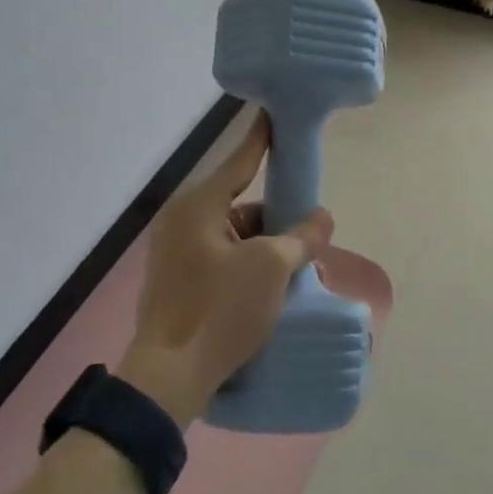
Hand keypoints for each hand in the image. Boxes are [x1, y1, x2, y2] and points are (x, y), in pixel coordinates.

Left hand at [115, 111, 333, 425]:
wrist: (169, 379)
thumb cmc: (220, 310)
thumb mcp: (271, 268)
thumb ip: (300, 237)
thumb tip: (323, 218)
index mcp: (198, 207)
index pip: (240, 160)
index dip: (263, 138)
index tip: (276, 114)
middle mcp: (182, 223)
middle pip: (240, 205)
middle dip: (276, 220)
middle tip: (310, 236)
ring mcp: (176, 255)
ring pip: (233, 237)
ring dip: (265, 249)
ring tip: (297, 271)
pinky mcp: (178, 284)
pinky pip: (222, 260)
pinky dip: (247, 267)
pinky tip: (272, 289)